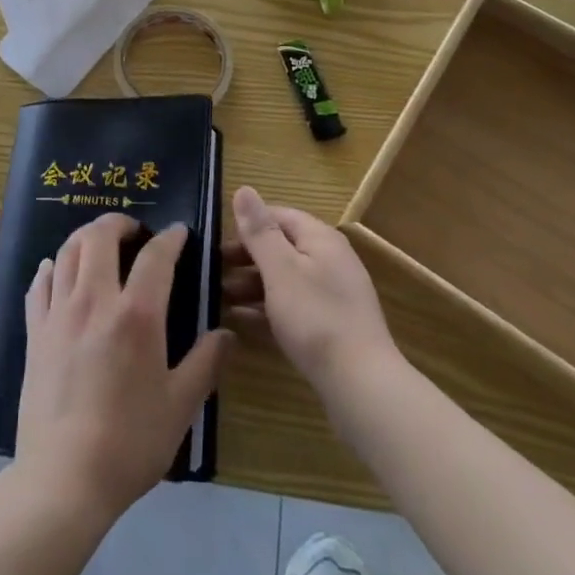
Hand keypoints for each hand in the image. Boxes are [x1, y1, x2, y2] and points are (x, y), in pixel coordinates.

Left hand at [16, 214, 233, 522]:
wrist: (64, 478)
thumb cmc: (129, 442)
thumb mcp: (180, 407)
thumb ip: (205, 364)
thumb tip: (226, 335)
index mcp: (136, 314)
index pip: (155, 256)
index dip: (170, 238)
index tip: (179, 232)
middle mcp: (94, 300)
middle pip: (99, 236)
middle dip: (119, 222)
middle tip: (134, 231)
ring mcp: (59, 313)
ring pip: (67, 251)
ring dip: (85, 237)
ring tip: (99, 245)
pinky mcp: (35, 332)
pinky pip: (39, 284)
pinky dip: (52, 268)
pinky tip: (57, 272)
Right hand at [223, 186, 400, 394]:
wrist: (361, 385)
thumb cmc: (315, 317)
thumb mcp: (280, 269)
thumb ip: (260, 231)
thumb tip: (244, 188)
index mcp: (320, 239)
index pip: (278, 216)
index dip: (247, 225)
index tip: (218, 242)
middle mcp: (329, 261)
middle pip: (281, 248)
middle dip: (246, 258)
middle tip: (213, 272)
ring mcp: (332, 296)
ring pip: (284, 280)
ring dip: (252, 285)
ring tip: (219, 298)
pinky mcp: (331, 327)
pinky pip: (292, 308)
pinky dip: (266, 310)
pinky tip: (240, 321)